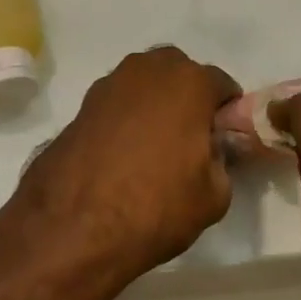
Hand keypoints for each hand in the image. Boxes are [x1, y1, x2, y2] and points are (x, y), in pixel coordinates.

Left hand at [14, 47, 239, 284]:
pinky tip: (122, 156)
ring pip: (144, 85)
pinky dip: (124, 120)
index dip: (227, 112)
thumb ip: (222, 161)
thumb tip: (211, 152)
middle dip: (188, 97)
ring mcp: (109, 85)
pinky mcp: (80, 107)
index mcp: (189, 82)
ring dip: (154, 105)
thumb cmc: (156, 206)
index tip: (224, 138)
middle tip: (189, 138)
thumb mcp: (214, 195)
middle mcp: (149, 70)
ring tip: (153, 147)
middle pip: (180, 74)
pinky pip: (116, 105)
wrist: (72, 229)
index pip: (222, 84)